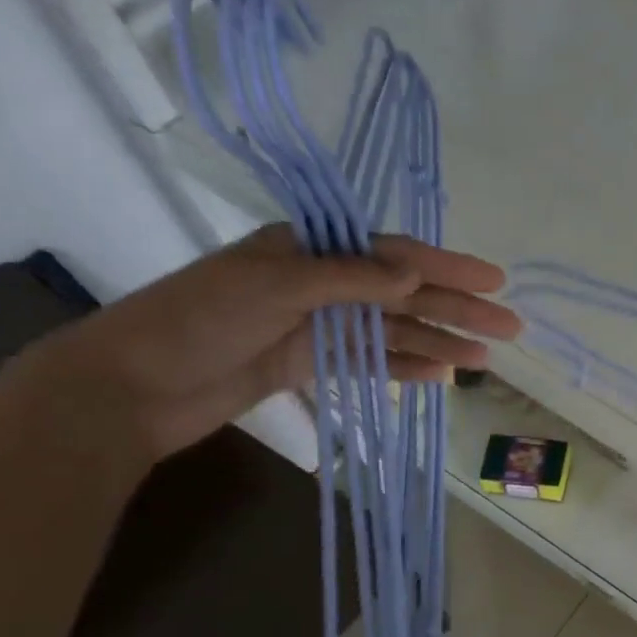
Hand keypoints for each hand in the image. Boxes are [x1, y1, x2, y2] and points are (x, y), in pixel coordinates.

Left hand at [13, 225, 521, 460]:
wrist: (128, 387)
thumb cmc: (197, 321)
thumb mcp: (274, 287)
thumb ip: (348, 279)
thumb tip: (415, 275)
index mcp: (309, 249)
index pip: (394, 254)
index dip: (448, 267)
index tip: (494, 281)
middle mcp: (319, 282)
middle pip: (403, 295)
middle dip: (457, 310)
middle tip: (508, 328)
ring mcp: (315, 324)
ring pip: (392, 332)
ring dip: (439, 343)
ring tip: (484, 360)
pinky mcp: (308, 362)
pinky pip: (369, 361)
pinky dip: (403, 368)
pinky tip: (439, 376)